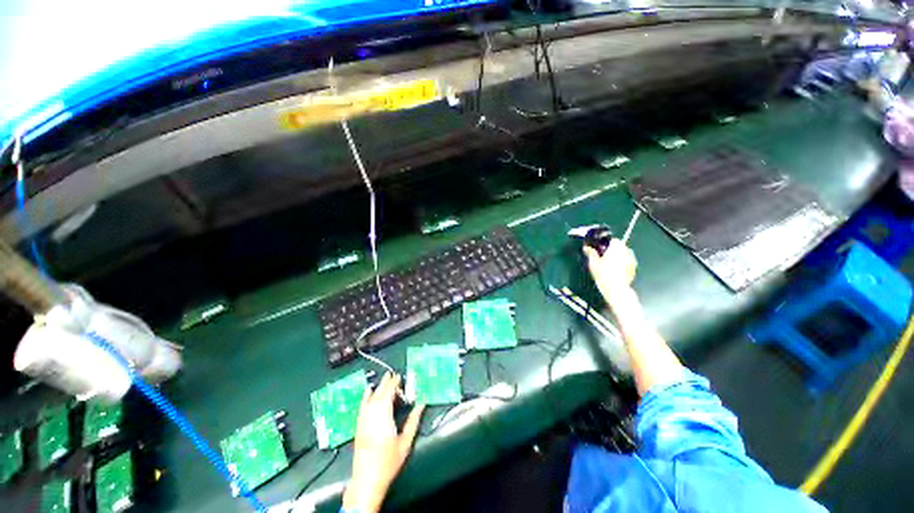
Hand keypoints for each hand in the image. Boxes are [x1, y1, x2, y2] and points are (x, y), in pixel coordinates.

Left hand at [343, 372, 424, 512]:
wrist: (367, 480)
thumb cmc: (388, 461)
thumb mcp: (405, 442)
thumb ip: (413, 421)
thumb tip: (421, 404)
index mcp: (384, 418)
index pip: (388, 395)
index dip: (393, 384)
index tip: (399, 376)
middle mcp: (372, 416)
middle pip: (379, 394)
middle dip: (386, 383)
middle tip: (393, 374)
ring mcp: (363, 421)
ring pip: (370, 399)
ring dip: (378, 388)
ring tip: (384, 379)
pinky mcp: (358, 426)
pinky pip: (362, 406)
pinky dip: (365, 397)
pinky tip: (367, 391)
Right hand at [583, 238, 637, 308]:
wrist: (616, 289)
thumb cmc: (603, 274)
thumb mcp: (593, 263)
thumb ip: (590, 253)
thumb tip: (586, 247)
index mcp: (616, 247)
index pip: (612, 240)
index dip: (605, 244)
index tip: (599, 250)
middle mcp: (626, 251)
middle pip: (619, 247)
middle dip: (612, 250)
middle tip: (602, 257)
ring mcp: (632, 260)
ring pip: (623, 254)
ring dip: (617, 257)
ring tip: (608, 265)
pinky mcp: (634, 268)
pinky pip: (627, 262)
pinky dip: (621, 264)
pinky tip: (614, 271)